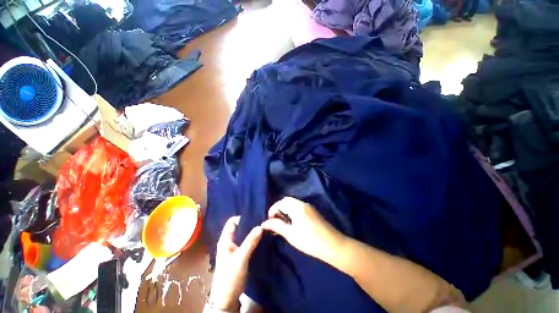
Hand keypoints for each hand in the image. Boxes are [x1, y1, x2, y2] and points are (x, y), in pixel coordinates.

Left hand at [210, 216, 262, 310]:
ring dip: (252, 231)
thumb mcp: (241, 258)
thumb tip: (260, 226)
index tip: (255, 215)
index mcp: (225, 240)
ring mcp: (234, 249)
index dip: (242, 217)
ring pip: (244, 235)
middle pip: (239, 228)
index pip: (232, 222)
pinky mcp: (239, 255)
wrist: (226, 299)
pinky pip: (246, 242)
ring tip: (264, 226)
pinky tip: (261, 237)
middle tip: (262, 220)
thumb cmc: (230, 276)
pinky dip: (253, 239)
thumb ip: (250, 241)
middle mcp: (229, 242)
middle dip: (250, 223)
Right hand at [261, 197, 344, 264]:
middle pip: (287, 201)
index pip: (280, 202)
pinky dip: (292, 211)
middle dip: (279, 209)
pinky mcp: (313, 212)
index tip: (269, 221)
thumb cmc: (310, 241)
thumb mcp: (291, 234)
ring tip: (283, 224)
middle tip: (276, 222)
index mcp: (297, 207)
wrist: (333, 245)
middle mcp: (303, 203)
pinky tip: (293, 223)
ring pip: (293, 204)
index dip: (273, 210)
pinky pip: (299, 207)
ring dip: (286, 210)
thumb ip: (277, 226)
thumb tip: (264, 223)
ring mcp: (309, 207)